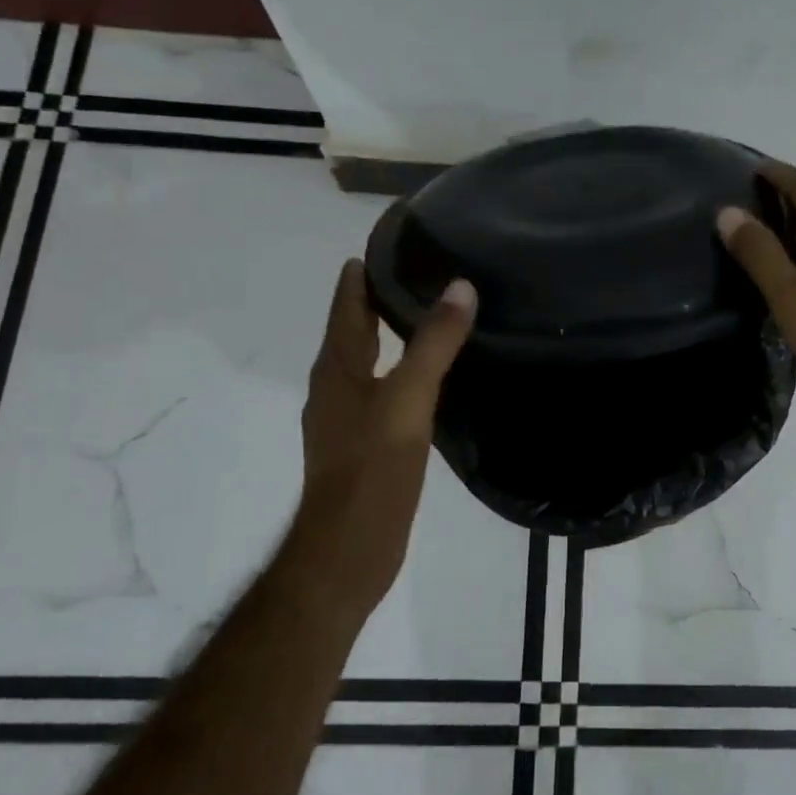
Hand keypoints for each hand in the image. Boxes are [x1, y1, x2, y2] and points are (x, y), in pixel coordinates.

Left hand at [283, 260, 475, 624]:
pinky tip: (429, 378)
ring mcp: (347, 418)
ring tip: (430, 315)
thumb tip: (460, 286)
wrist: (348, 552)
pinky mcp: (365, 444)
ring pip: (369, 361)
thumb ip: (433, 344)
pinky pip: (382, 390)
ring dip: (390, 335)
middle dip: (379, 299)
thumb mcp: (408, 399)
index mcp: (337, 368)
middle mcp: (335, 387)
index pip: (347, 304)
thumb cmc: (371, 469)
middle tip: (422, 272)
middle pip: (355, 330)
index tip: (393, 243)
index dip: (363, 272)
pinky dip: (401, 370)